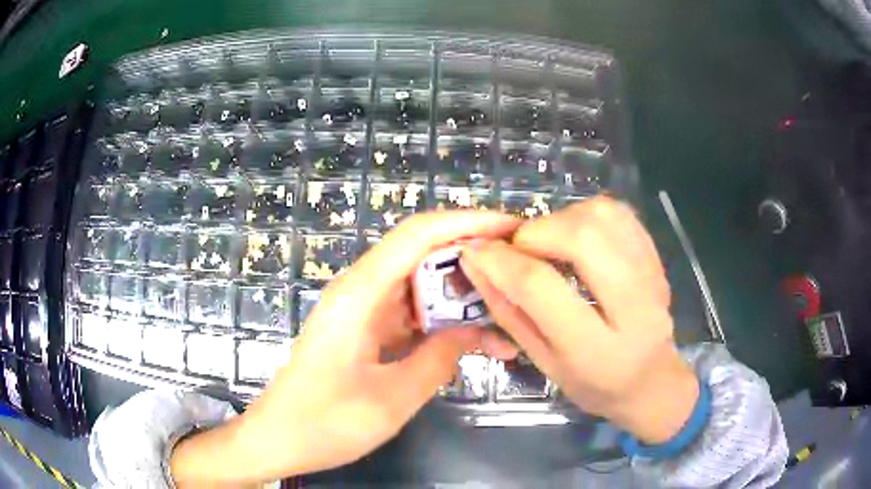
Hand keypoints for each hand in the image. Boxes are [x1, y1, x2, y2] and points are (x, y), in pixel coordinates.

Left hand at [170, 211, 519, 485]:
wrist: (277, 438)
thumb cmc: (324, 423)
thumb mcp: (391, 400)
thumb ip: (438, 360)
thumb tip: (473, 332)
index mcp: (359, 295)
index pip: (418, 235)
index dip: (467, 223)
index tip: (511, 227)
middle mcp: (359, 291)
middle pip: (421, 254)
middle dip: (472, 257)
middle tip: (519, 271)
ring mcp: (361, 312)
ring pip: (419, 286)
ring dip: (460, 296)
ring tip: (507, 310)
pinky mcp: (364, 331)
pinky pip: (410, 314)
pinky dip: (441, 322)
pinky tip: (472, 340)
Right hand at [460, 198, 698, 443]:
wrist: (651, 381)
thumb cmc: (593, 384)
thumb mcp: (543, 361)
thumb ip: (508, 312)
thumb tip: (476, 262)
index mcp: (596, 350)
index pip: (541, 287)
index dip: (501, 261)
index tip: (475, 250)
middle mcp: (634, 307)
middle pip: (583, 237)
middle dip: (537, 232)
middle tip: (521, 249)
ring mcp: (652, 276)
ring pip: (604, 215)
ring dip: (562, 219)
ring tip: (549, 244)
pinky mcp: (657, 257)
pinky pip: (619, 214)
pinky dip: (587, 215)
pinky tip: (576, 237)